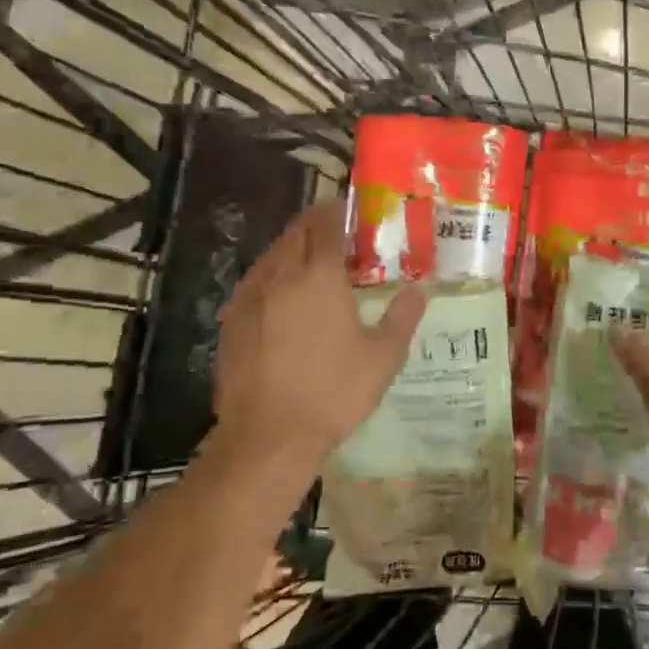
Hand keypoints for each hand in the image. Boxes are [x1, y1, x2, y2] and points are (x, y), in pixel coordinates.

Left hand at [209, 201, 426, 486]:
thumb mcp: (383, 358)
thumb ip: (402, 317)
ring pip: (271, 256)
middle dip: (314, 225)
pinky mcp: (231, 322)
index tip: (352, 211)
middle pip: (294, 233)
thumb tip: (418, 290)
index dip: (338, 211)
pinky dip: (272, 277)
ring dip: (292, 250)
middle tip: (337, 237)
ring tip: (312, 266)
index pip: (325, 224)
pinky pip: (254, 283)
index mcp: (318, 277)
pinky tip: (283, 301)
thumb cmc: (333, 392)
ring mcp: (249, 298)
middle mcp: (280, 276)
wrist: (267, 437)